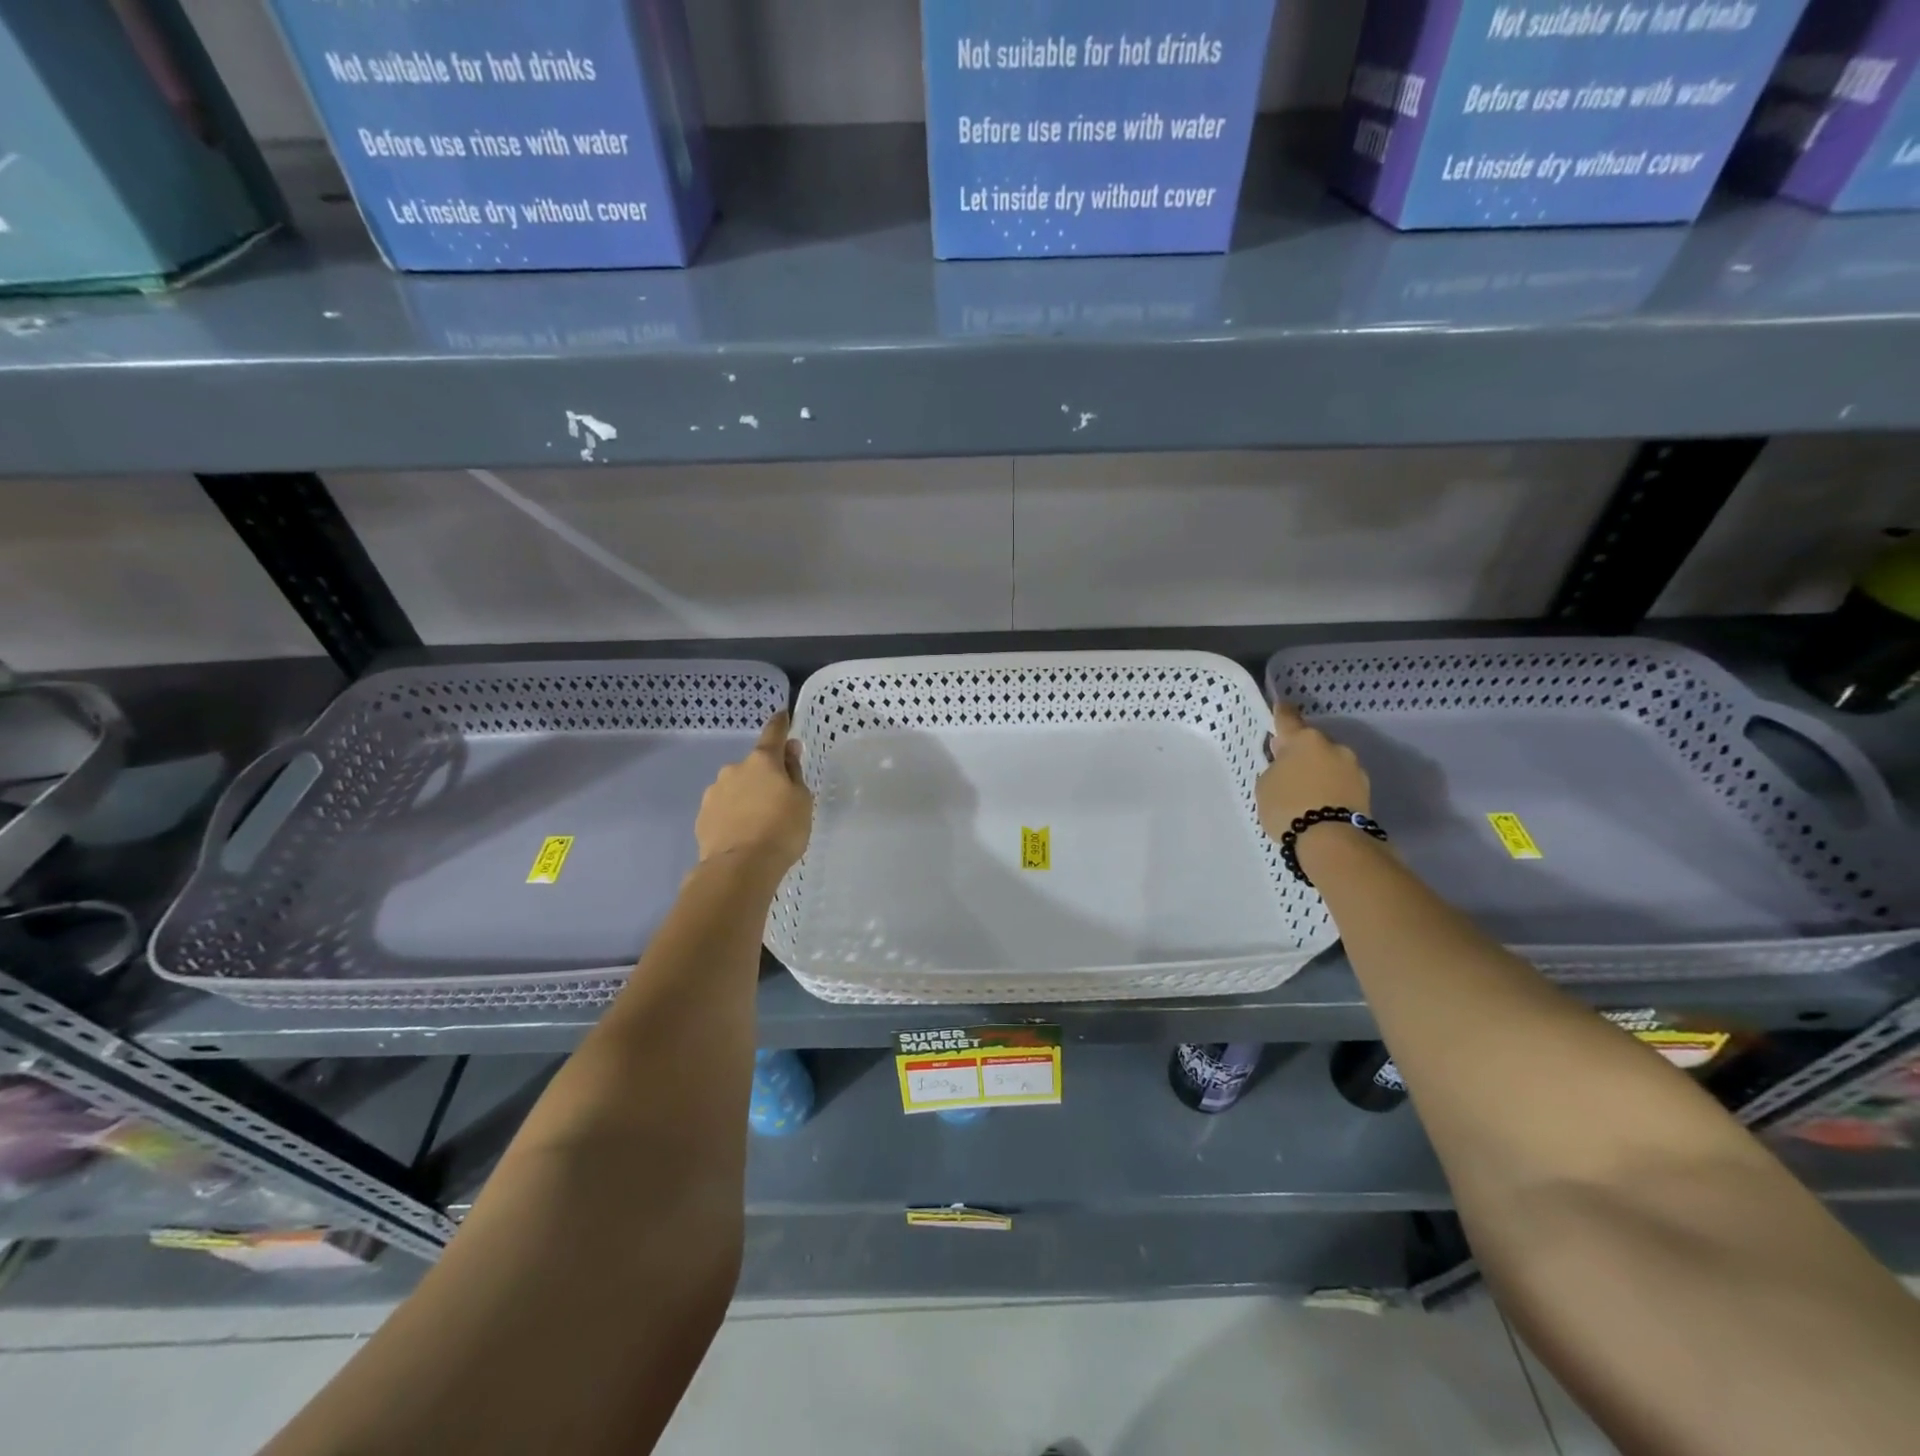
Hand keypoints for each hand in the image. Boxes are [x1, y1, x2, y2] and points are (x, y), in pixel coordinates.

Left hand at [695, 711, 812, 876]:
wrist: (739, 868)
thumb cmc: (781, 830)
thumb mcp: (802, 801)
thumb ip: (794, 772)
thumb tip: (789, 750)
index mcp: (763, 761)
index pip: (773, 734)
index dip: (780, 724)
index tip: (783, 715)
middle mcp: (734, 769)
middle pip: (754, 766)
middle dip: (764, 776)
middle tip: (777, 801)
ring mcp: (714, 792)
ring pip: (735, 788)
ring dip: (746, 797)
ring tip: (758, 824)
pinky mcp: (702, 816)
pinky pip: (723, 809)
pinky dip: (733, 815)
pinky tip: (742, 834)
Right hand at [1256, 703, 1370, 840]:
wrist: (1331, 840)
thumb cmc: (1288, 806)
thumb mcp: (1265, 785)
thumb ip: (1275, 769)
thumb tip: (1288, 766)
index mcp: (1304, 739)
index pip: (1288, 719)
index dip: (1281, 713)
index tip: (1280, 707)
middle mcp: (1333, 746)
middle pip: (1312, 744)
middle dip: (1301, 754)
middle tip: (1288, 772)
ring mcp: (1353, 768)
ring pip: (1330, 763)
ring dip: (1319, 772)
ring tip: (1306, 794)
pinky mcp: (1366, 790)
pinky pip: (1341, 783)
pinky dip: (1331, 789)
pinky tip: (1321, 804)